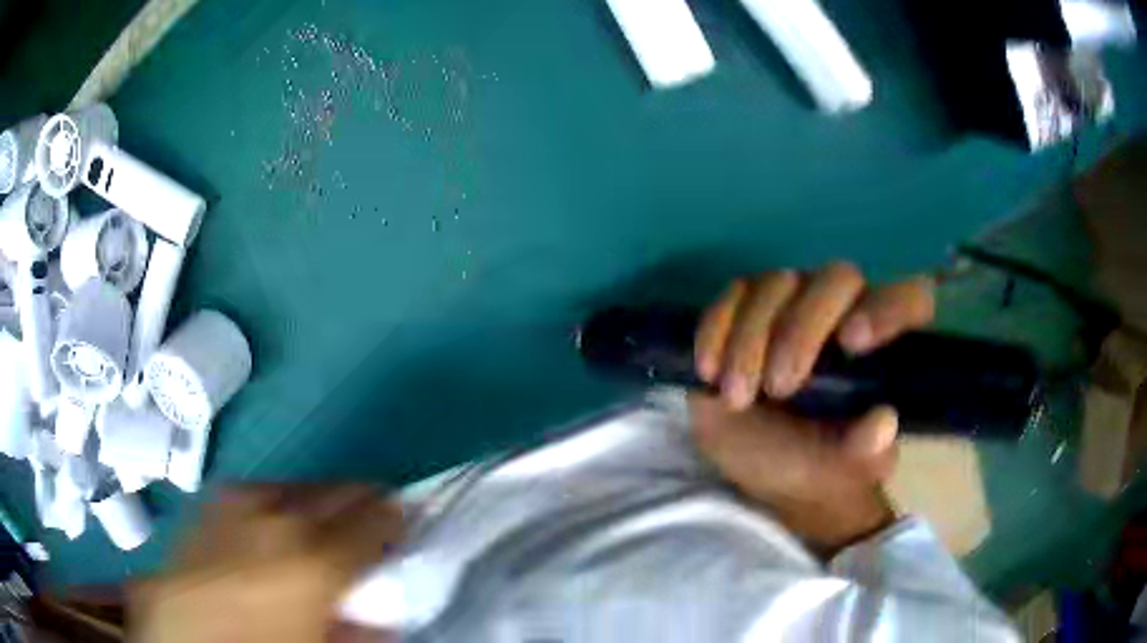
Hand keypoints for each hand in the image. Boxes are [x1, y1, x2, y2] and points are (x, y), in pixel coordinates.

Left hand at [131, 485, 404, 642]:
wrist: (179, 632)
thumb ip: (364, 625)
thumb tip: (385, 608)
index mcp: (314, 557)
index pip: (381, 514)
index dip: (399, 521)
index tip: (403, 534)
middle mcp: (278, 515)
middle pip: (343, 488)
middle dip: (364, 508)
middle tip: (369, 533)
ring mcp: (239, 500)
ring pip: (303, 487)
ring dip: (321, 508)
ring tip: (317, 538)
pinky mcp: (214, 501)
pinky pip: (264, 492)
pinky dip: (281, 506)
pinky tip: (272, 535)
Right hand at [690, 262, 933, 553]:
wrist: (768, 469)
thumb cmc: (820, 464)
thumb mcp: (846, 469)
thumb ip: (868, 450)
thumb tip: (882, 423)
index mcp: (883, 344)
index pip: (910, 297)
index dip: (890, 306)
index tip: (853, 343)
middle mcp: (843, 310)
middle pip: (836, 279)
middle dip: (803, 330)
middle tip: (780, 387)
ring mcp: (792, 304)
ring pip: (775, 283)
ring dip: (750, 338)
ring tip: (737, 397)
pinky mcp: (743, 311)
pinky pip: (730, 297)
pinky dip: (715, 328)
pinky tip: (709, 371)